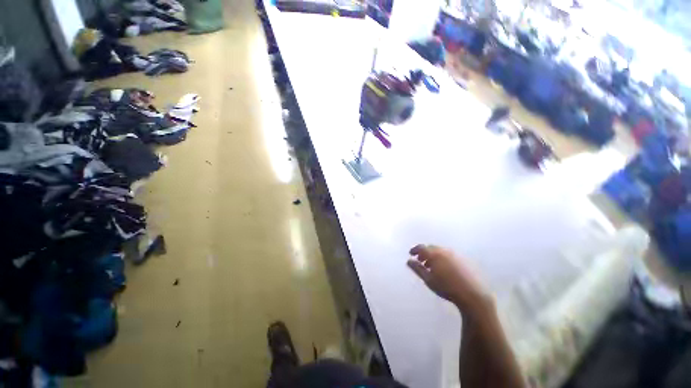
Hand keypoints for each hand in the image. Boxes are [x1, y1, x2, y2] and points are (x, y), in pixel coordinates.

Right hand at [408, 244, 491, 314]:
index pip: (421, 247)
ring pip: (441, 251)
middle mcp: (444, 251)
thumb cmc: (447, 288)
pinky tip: (444, 269)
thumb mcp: (428, 280)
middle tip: (421, 261)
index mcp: (435, 254)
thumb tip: (409, 260)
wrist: (473, 295)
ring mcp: (455, 254)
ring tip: (432, 267)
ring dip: (434, 256)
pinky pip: (449, 255)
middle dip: (424, 253)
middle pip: (431, 248)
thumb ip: (417, 269)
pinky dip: (443, 258)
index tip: (411, 254)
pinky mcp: (464, 259)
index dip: (415, 250)